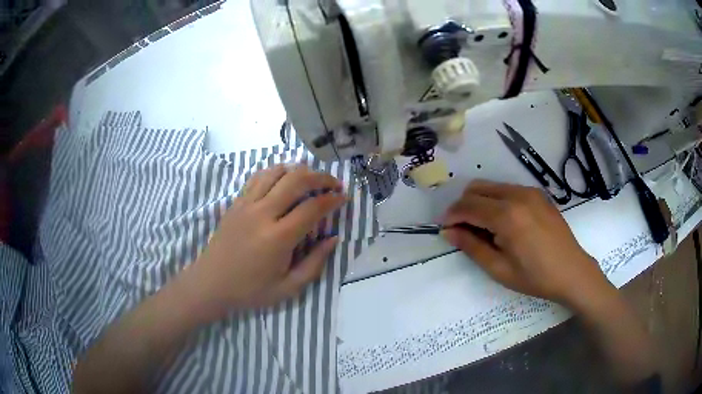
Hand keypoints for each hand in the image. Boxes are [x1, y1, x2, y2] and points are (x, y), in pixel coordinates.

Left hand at [183, 165, 345, 317]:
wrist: (211, 283)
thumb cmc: (250, 291)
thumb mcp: (288, 288)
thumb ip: (315, 264)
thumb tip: (333, 239)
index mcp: (278, 238)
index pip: (312, 207)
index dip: (332, 199)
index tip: (344, 198)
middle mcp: (262, 213)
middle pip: (296, 180)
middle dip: (321, 177)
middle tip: (334, 184)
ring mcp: (246, 204)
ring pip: (277, 172)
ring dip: (299, 171)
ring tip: (311, 180)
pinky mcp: (236, 202)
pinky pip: (258, 177)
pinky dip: (276, 172)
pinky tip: (283, 180)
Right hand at [442, 180, 611, 306]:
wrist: (572, 271)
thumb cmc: (535, 277)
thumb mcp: (499, 268)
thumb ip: (471, 246)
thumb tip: (448, 231)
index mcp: (507, 216)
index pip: (468, 206)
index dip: (451, 216)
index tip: (444, 228)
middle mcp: (517, 195)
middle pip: (477, 188)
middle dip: (463, 206)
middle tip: (462, 229)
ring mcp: (529, 191)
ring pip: (492, 186)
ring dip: (479, 202)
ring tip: (482, 227)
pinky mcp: (538, 194)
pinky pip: (508, 189)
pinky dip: (496, 200)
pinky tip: (503, 222)